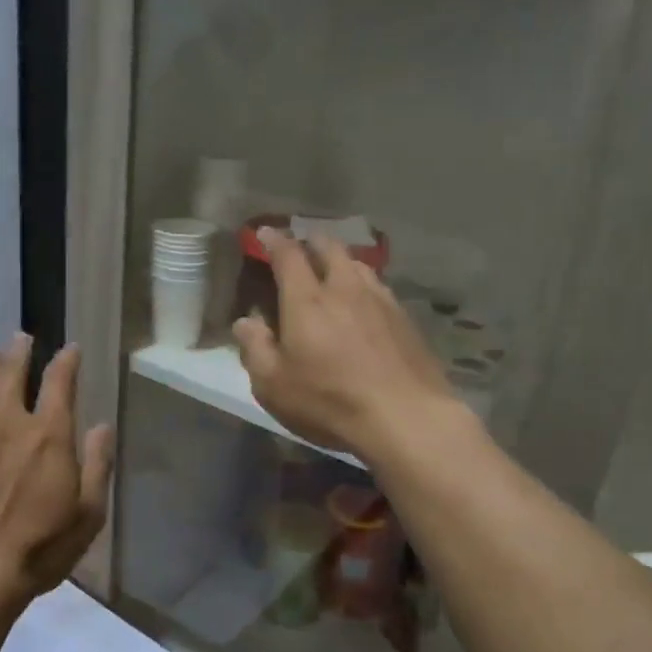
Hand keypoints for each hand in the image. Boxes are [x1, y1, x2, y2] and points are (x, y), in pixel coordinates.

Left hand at [0, 334, 113, 604]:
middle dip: (19, 353)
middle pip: (13, 376)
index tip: (71, 348)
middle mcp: (10, 424)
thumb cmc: (42, 545)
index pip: (60, 383)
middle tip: (20, 336)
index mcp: (49, 435)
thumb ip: (98, 464)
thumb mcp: (89, 512)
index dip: (67, 361)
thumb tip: (102, 426)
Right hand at [232, 228, 458, 459]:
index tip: (265, 233)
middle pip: (329, 248)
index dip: (274, 240)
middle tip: (302, 247)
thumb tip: (245, 322)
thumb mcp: (273, 384)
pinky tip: (364, 303)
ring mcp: (381, 301)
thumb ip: (255, 348)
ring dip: (341, 261)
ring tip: (333, 270)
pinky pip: (379, 288)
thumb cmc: (329, 401)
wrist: (406, 418)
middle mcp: (345, 289)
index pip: (288, 255)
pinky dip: (364, 285)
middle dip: (312, 242)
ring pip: (358, 265)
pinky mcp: (405, 319)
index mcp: (307, 300)